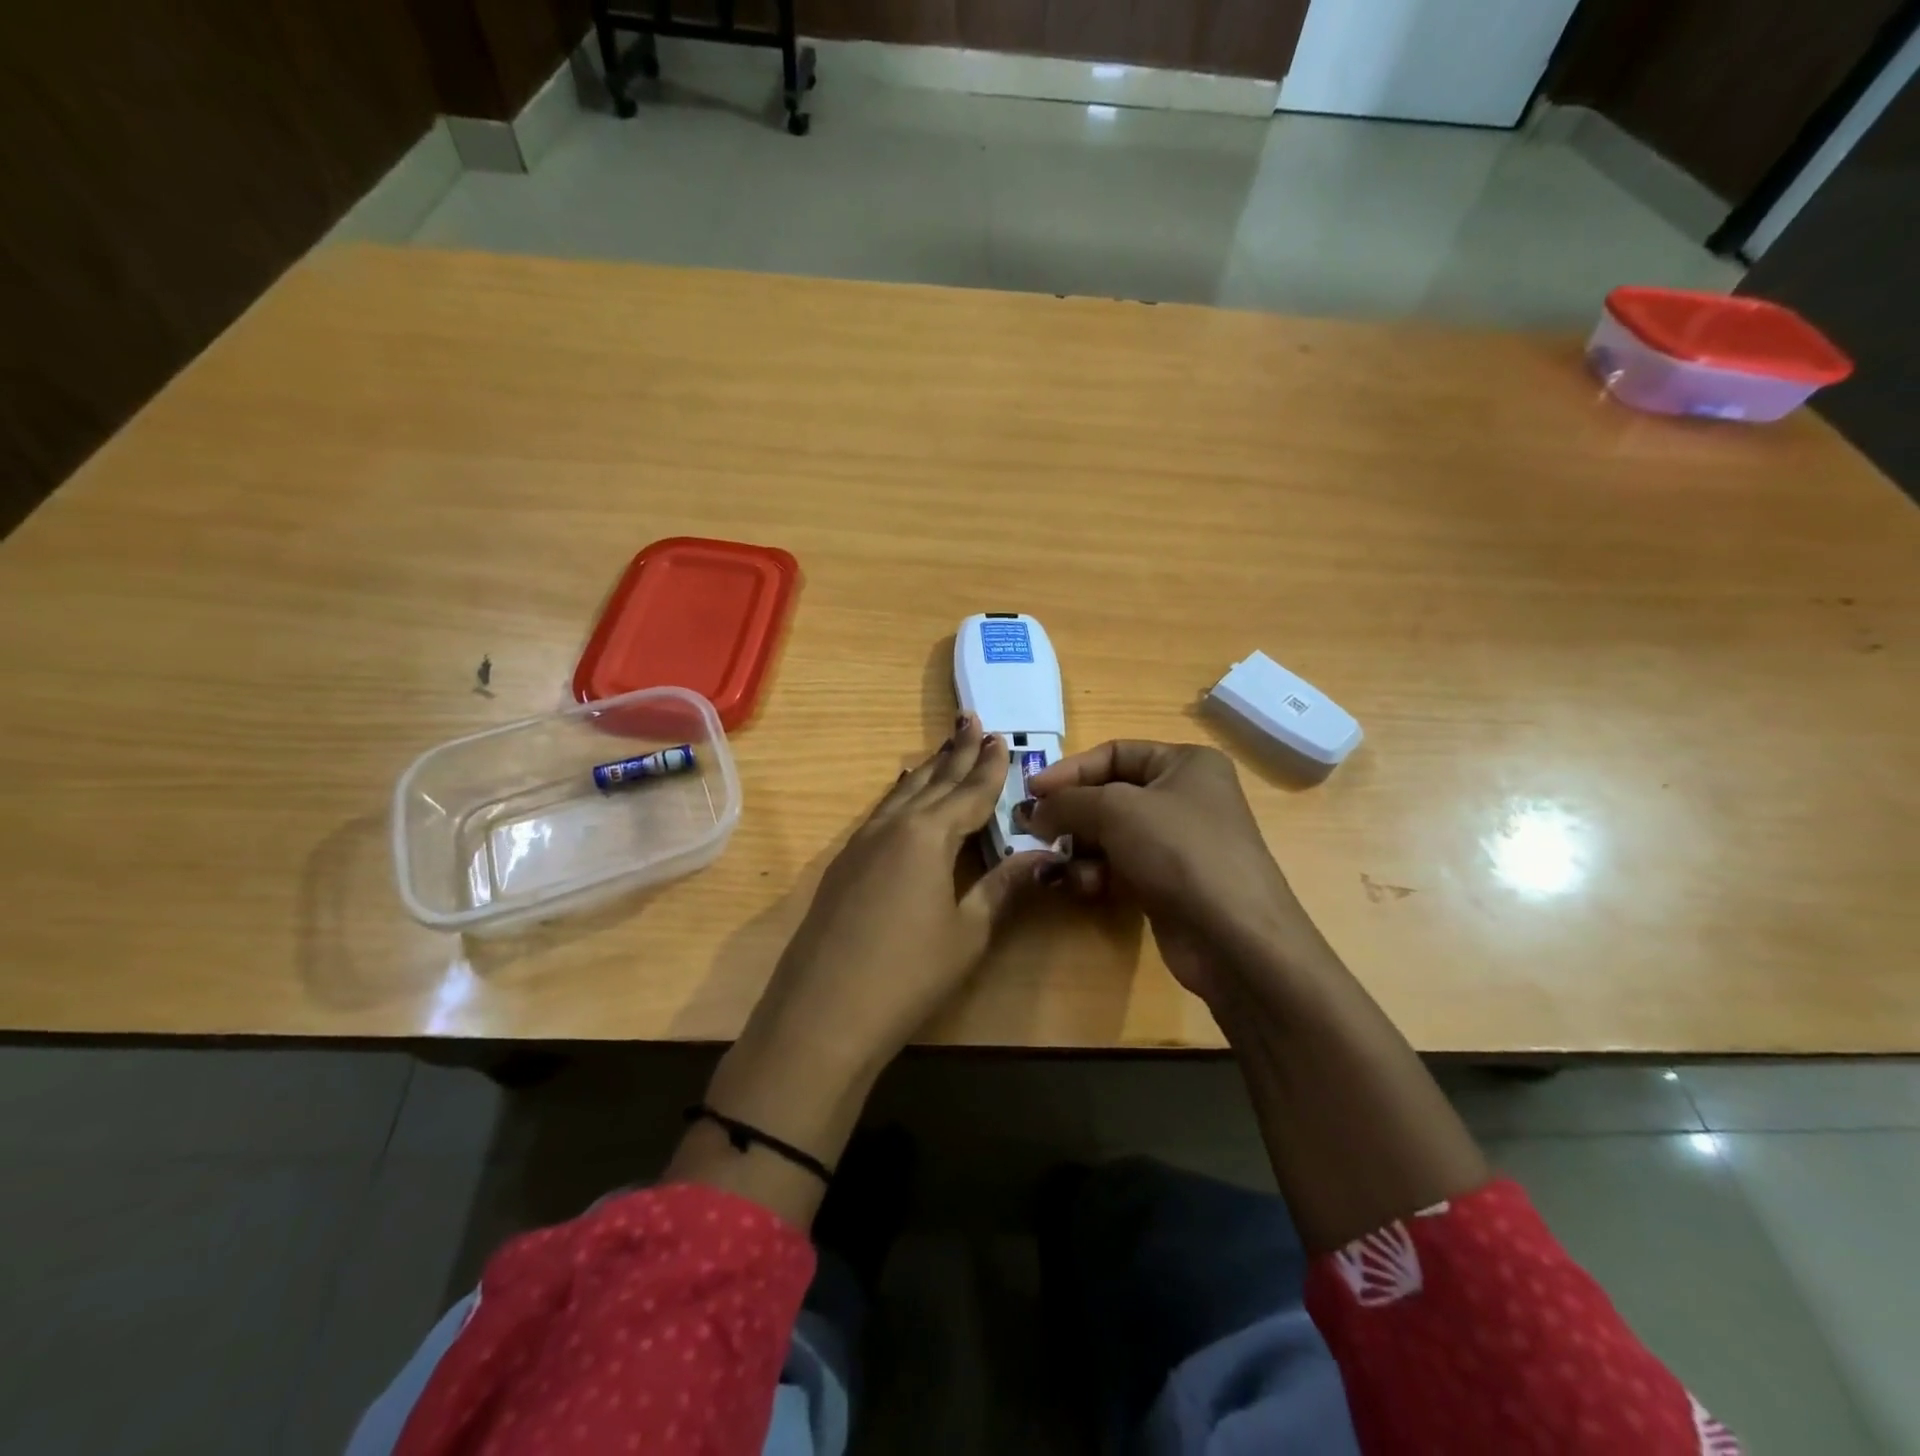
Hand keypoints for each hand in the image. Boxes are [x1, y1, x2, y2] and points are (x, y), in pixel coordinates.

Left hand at [738, 713, 1059, 1079]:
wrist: (823, 1013)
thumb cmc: (908, 974)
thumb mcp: (967, 932)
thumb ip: (1002, 887)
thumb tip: (1044, 856)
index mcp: (928, 835)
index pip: (969, 793)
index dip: (989, 769)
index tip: (1002, 740)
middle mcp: (893, 826)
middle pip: (933, 782)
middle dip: (957, 754)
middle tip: (973, 722)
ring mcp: (861, 843)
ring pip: (903, 793)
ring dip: (928, 769)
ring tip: (944, 747)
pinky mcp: (843, 864)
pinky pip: (881, 812)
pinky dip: (900, 794)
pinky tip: (901, 792)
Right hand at [1023, 741, 1322, 1002]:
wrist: (1234, 937)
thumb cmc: (1179, 851)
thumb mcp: (1116, 810)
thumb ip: (1067, 802)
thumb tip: (1032, 811)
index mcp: (1186, 764)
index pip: (1115, 752)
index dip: (1070, 770)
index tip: (1031, 792)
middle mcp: (1185, 797)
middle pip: (1110, 795)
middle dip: (1072, 814)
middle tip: (1034, 831)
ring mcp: (1179, 843)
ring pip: (1111, 835)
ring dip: (1081, 849)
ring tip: (1061, 865)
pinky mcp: (1169, 882)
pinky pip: (1121, 866)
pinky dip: (1099, 873)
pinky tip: (1086, 887)